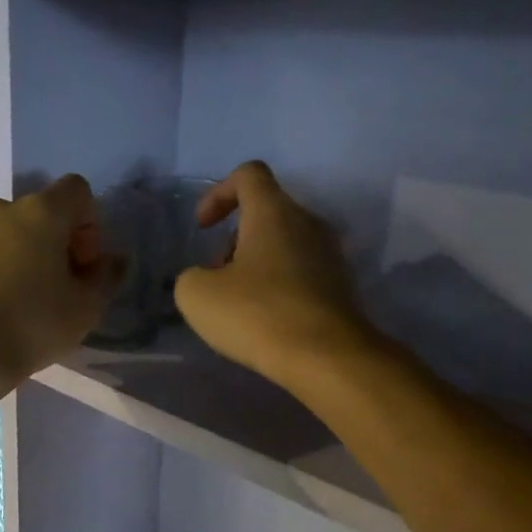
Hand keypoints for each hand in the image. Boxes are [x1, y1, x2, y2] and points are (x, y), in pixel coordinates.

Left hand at [0, 174, 122, 395]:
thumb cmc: (30, 327)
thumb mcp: (85, 309)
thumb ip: (106, 276)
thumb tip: (114, 260)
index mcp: (40, 213)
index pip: (77, 191)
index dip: (88, 223)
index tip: (83, 264)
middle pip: (37, 214)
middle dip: (51, 243)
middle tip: (53, 287)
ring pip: (2, 234)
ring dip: (15, 256)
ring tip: (14, 301)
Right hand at [174, 161, 373, 391]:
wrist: (326, 357)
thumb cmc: (257, 314)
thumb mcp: (197, 295)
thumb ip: (191, 276)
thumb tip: (206, 279)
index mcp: (274, 212)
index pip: (248, 174)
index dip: (218, 193)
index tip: (203, 227)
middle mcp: (308, 222)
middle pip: (265, 212)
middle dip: (233, 239)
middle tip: (217, 277)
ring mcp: (330, 254)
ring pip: (283, 243)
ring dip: (255, 264)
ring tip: (238, 303)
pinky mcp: (340, 285)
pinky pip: (301, 270)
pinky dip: (278, 285)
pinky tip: (266, 320)